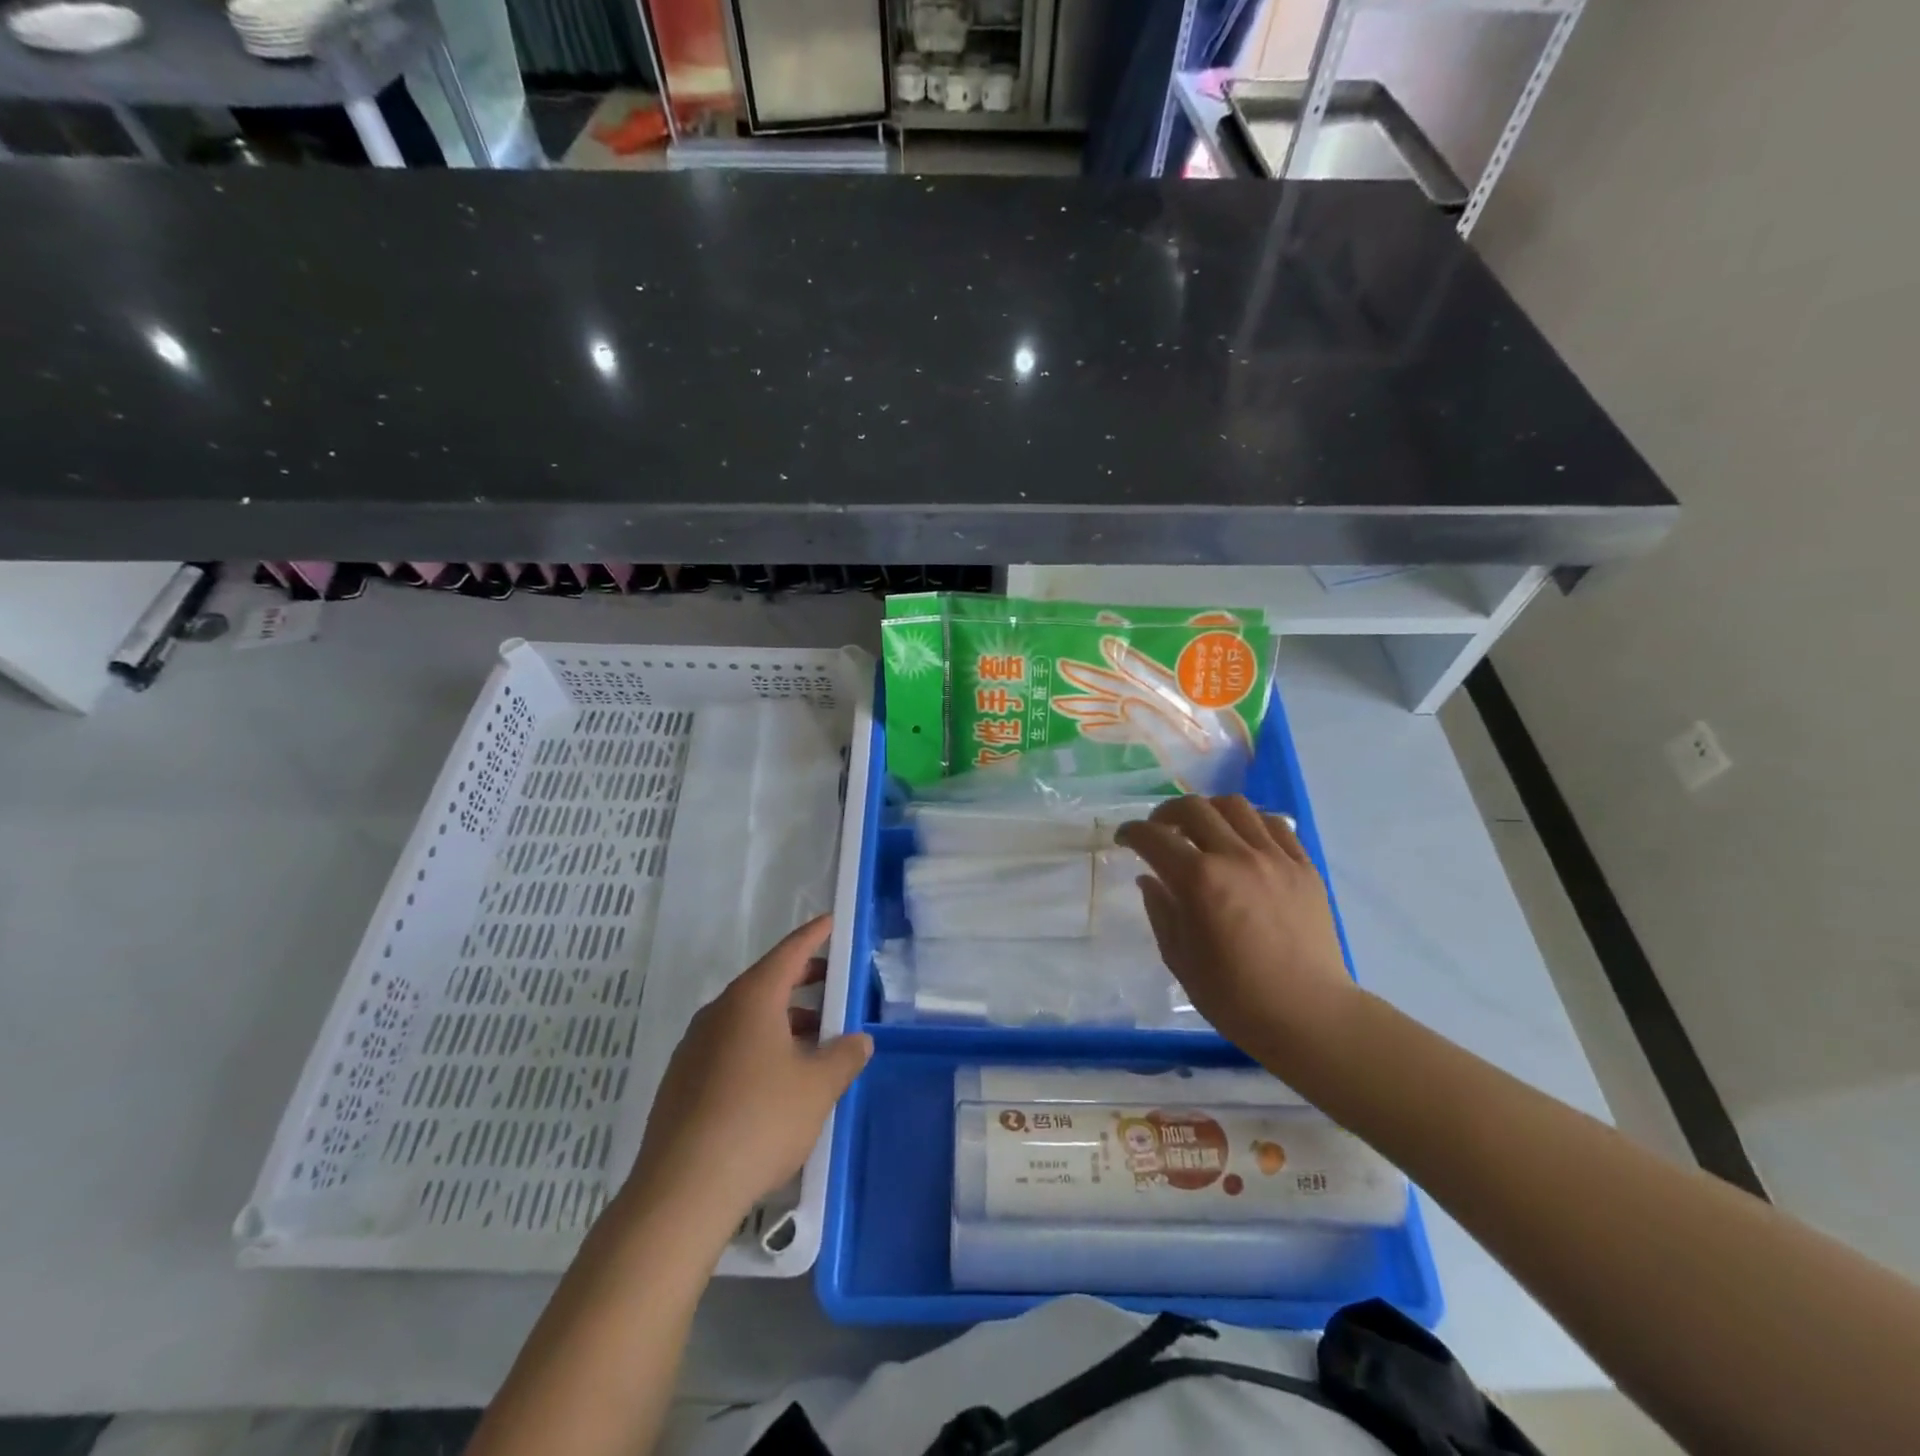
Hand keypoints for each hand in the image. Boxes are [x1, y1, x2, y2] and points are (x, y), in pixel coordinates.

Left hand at [626, 915, 871, 1238]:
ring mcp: (694, 1047)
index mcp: (752, 1000)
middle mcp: (718, 1013)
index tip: (830, 922)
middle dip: (802, 981)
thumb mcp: (818, 1087)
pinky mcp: (681, 1082)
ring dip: (782, 1020)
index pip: (789, 953)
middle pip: (766, 983)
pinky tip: (776, 1080)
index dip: (813, 936)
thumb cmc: (759, 1122)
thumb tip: (858, 1040)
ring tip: (813, 1041)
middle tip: (832, 983)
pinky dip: (758, 1046)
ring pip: (746, 1018)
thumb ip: (844, 1056)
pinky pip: (728, 1046)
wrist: (682, 1191)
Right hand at [1117, 796, 1360, 1066]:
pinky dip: (1250, 823)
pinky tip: (1242, 841)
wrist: (1308, 1016)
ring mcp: (1275, 858)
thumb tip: (1149, 879)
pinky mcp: (1304, 867)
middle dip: (1166, 813)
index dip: (1132, 833)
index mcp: (1198, 881)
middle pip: (1193, 808)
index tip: (1124, 840)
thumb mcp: (1180, 958)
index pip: (1153, 837)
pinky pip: (1274, 825)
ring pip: (1235, 806)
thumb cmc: (1235, 997)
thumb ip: (1161, 911)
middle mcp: (1235, 857)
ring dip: (1209, 811)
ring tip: (1202, 830)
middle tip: (1159, 831)